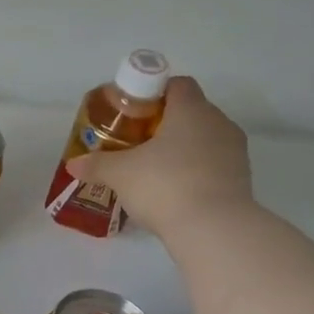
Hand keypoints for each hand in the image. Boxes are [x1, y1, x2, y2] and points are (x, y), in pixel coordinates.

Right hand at [65, 76, 252, 235]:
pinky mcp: (241, 179)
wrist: (213, 229)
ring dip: (183, 149)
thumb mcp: (120, 174)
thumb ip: (96, 165)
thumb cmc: (164, 185)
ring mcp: (235, 152)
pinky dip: (195, 171)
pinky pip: (213, 165)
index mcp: (191, 109)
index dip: (154, 93)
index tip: (133, 112)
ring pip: (205, 139)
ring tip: (155, 170)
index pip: (178, 84)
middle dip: (165, 123)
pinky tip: (174, 191)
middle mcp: (218, 123)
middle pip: (191, 112)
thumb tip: (72, 164)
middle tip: (138, 143)